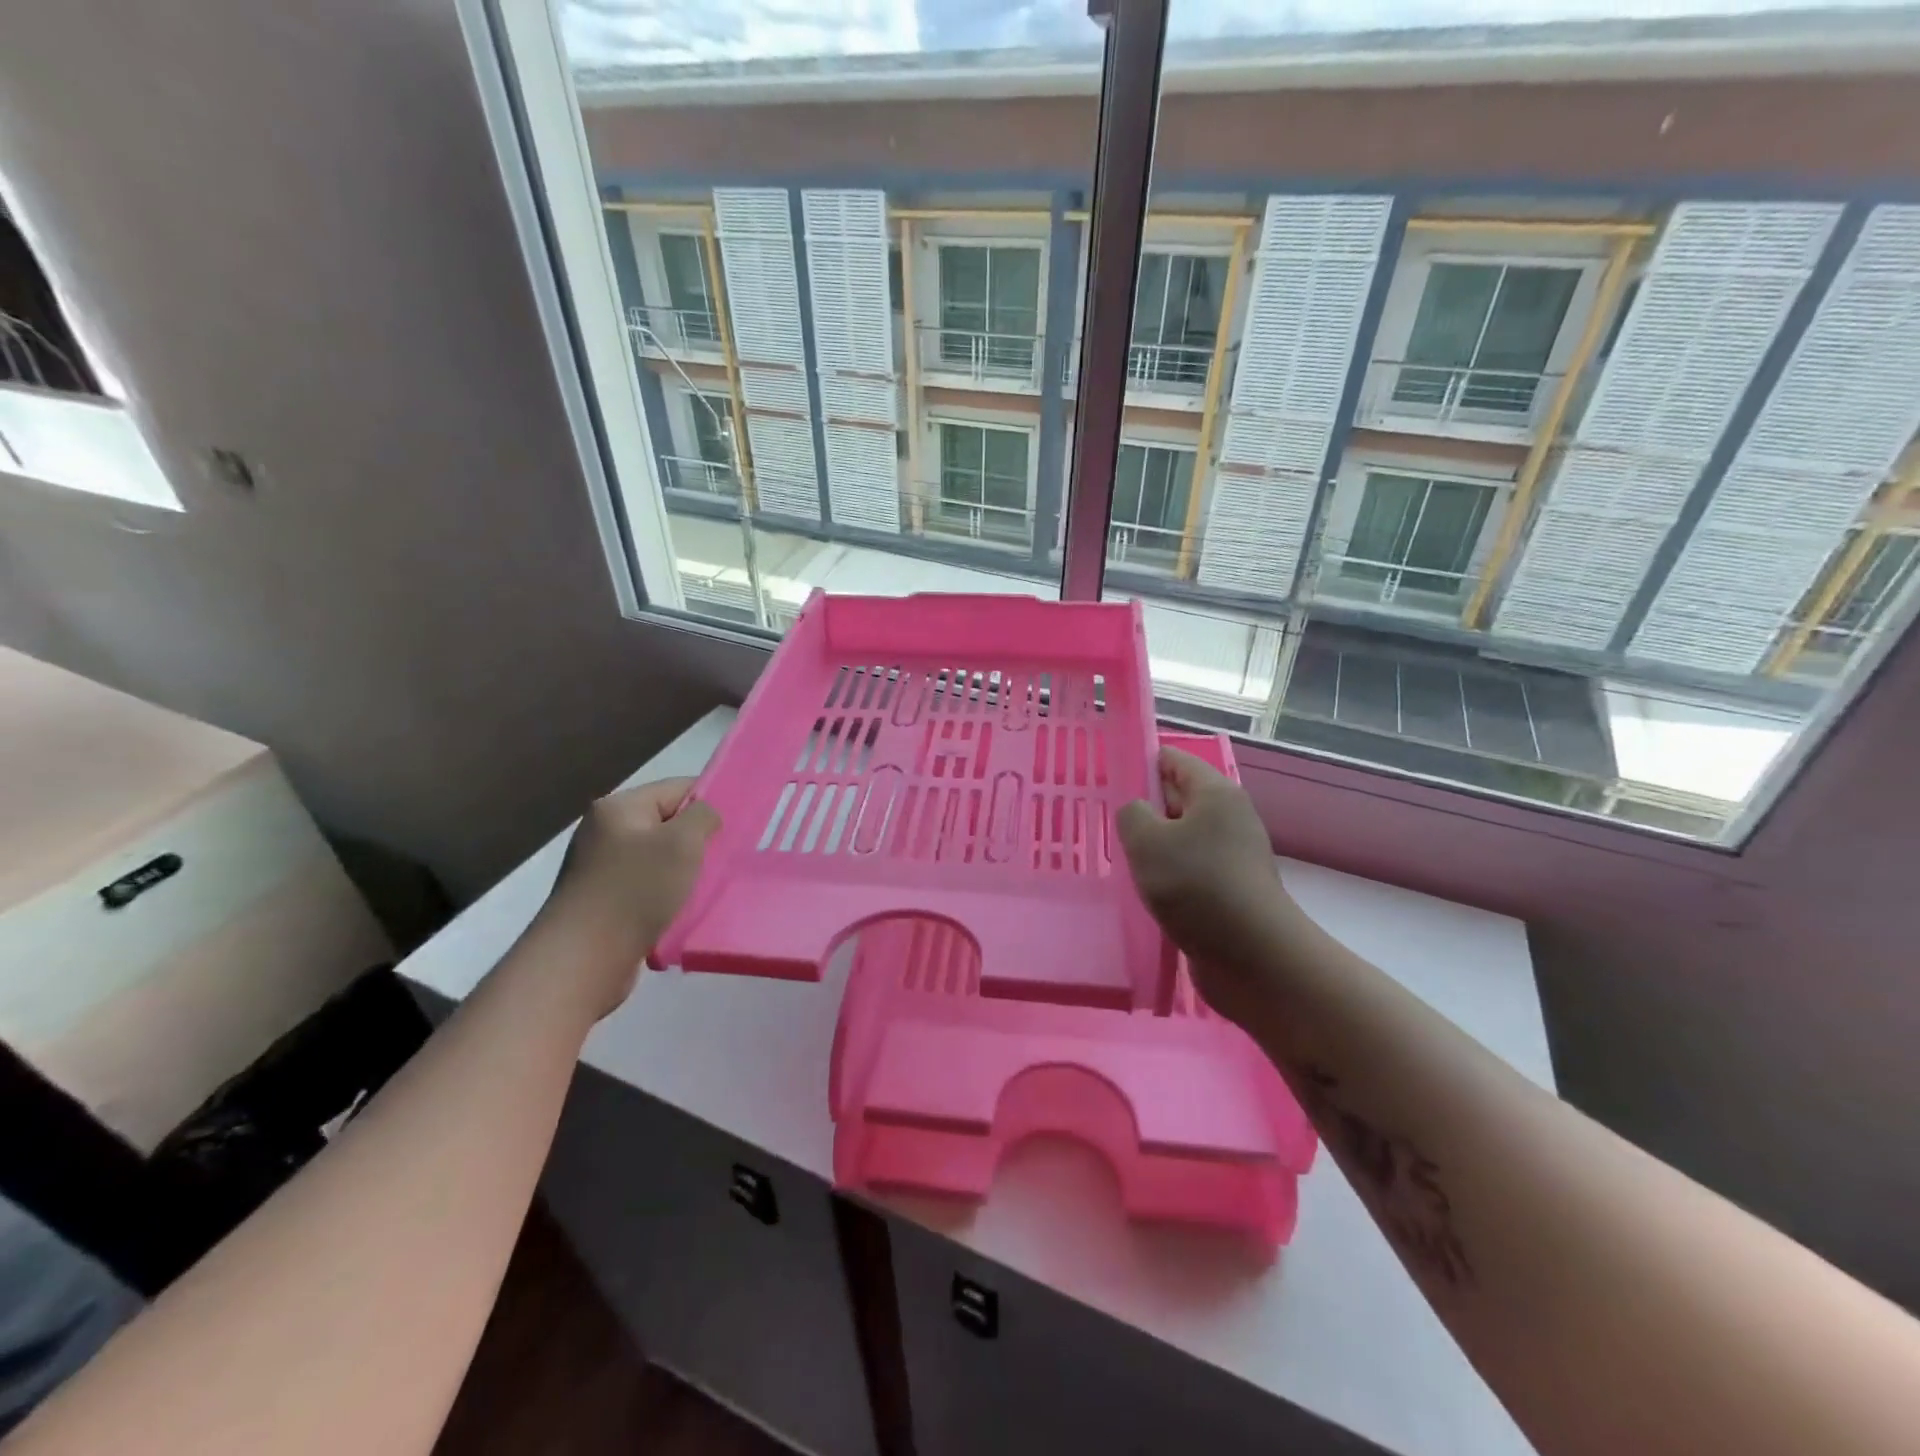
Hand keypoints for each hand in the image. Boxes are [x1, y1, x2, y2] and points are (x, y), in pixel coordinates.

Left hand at [540, 778, 720, 1018]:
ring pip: (657, 858)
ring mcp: (598, 868)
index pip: (677, 789)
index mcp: (618, 807)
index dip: (710, 803)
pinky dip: (665, 896)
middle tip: (724, 859)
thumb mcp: (683, 842)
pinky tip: (680, 911)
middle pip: (666, 824)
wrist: (583, 959)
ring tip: (705, 889)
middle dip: (696, 841)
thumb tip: (705, 816)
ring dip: (682, 872)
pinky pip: (645, 887)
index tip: (736, 828)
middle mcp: (603, 831)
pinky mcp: (600, 901)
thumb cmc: (636, 890)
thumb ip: (704, 816)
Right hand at [1117, 746, 1292, 1028]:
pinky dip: (1168, 877)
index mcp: (1215, 792)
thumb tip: (1137, 812)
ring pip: (1181, 838)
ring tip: (1123, 864)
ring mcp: (1233, 855)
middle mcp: (1229, 817)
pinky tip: (1147, 893)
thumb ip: (1131, 814)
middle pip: (1177, 798)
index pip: (1171, 760)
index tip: (1107, 786)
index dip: (1138, 765)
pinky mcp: (1231, 889)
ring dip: (1153, 850)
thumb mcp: (1147, 841)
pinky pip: (1190, 870)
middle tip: (1107, 828)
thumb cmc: (1197, 886)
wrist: (1253, 957)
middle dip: (1143, 810)